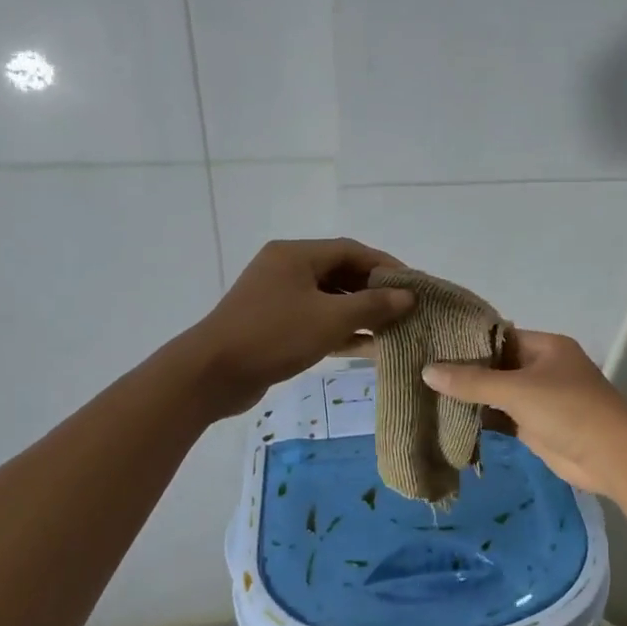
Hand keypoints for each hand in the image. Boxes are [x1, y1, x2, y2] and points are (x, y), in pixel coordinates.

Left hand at [184, 239, 413, 415]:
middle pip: (340, 273)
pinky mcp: (274, 325)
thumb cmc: (274, 336)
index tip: (414, 285)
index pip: (352, 250)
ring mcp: (278, 298)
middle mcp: (286, 269)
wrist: (212, 374)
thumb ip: (372, 306)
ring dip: (360, 314)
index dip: (386, 266)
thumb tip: (408, 296)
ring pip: (329, 300)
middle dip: (374, 292)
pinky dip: (340, 331)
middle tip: (407, 310)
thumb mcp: (330, 319)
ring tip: (394, 330)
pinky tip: (367, 347)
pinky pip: (315, 320)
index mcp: (296, 255)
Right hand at [422, 329, 626, 496]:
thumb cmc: (568, 410)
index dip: (467, 340)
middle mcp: (542, 369)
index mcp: (545, 347)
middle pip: (496, 365)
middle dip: (464, 371)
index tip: (431, 343)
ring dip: (470, 398)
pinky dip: (480, 421)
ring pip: (497, 394)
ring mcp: (540, 400)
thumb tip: (427, 370)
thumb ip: (472, 382)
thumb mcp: (517, 390)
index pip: (500, 335)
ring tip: (425, 394)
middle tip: (420, 370)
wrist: (611, 457)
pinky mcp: (536, 428)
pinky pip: (502, 419)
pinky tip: (448, 421)